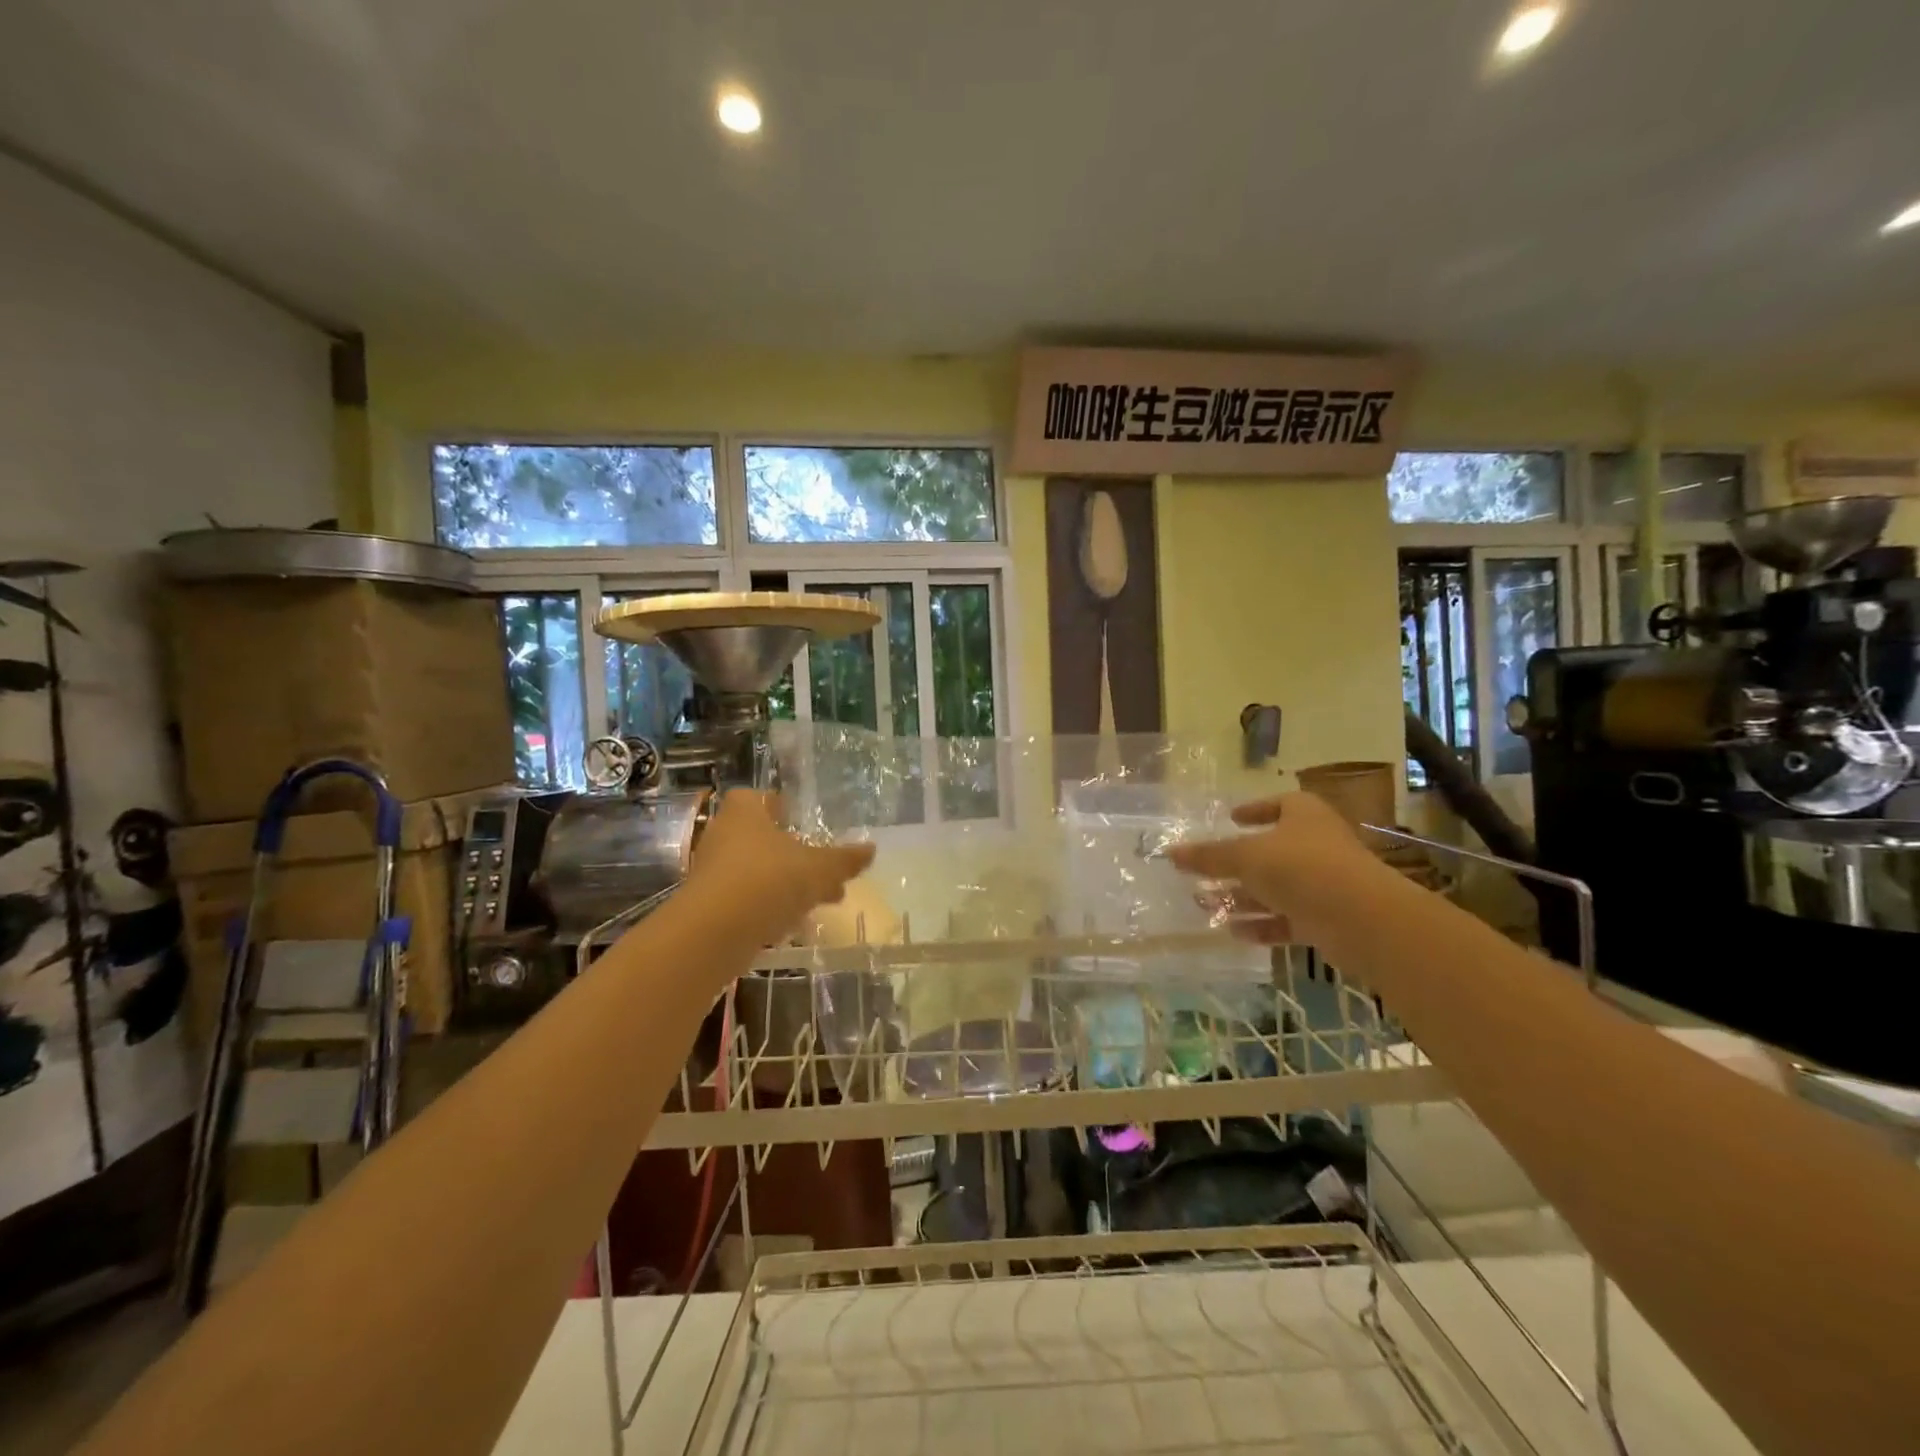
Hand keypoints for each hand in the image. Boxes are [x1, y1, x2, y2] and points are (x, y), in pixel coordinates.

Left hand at [685, 790, 875, 943]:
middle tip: (823, 868)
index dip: (782, 807)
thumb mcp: (819, 869)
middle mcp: (723, 834)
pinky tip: (793, 923)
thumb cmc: (768, 881)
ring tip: (819, 901)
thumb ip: (844, 860)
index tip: (804, 823)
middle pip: (763, 837)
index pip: (760, 798)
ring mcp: (712, 872)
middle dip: (794, 853)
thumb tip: (871, 849)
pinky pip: (746, 899)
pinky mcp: (709, 906)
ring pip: (756, 870)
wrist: (713, 934)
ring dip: (784, 883)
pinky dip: (768, 907)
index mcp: (745, 812)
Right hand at [1168, 791, 1390, 946]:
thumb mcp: (1245, 856)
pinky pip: (1288, 918)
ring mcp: (1324, 883)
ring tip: (1204, 905)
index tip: (1231, 818)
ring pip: (1276, 888)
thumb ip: (1208, 856)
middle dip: (1235, 864)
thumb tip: (1170, 852)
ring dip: (1242, 897)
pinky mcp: (1327, 918)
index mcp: (1304, 815)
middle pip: (1271, 851)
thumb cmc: (1300, 867)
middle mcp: (1316, 844)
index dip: (1254, 810)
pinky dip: (1262, 924)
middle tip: (1204, 872)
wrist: (1361, 919)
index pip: (1278, 804)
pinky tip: (1233, 931)